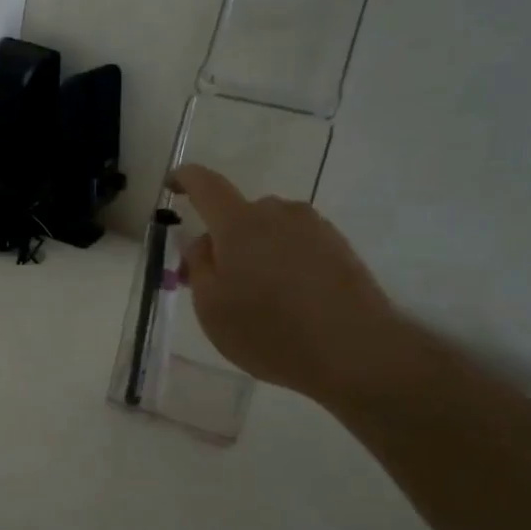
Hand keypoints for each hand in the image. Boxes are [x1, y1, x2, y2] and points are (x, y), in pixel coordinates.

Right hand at [171, 163, 413, 405]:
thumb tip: (205, 241)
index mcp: (239, 223)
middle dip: (224, 239)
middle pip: (241, 214)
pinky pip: (298, 245)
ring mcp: (314, 228)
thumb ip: (199, 266)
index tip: (174, 184)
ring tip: (260, 297)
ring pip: (271, 230)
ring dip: (258, 252)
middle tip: (218, 280)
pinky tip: (291, 301)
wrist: (355, 350)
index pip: (206, 185)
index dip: (186, 179)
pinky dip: (285, 263)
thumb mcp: (211, 307)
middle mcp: (278, 213)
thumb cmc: (269, 329)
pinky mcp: (340, 247)